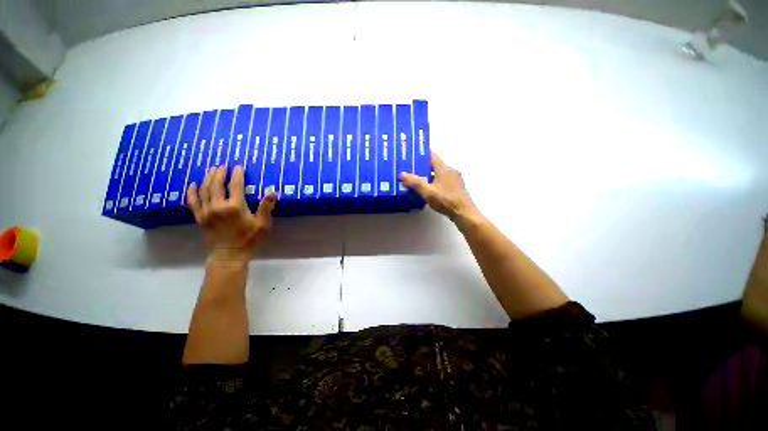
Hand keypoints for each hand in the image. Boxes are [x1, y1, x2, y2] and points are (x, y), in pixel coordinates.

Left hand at [187, 165, 276, 262]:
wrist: (230, 255)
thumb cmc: (249, 239)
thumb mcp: (262, 224)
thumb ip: (266, 207)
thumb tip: (273, 192)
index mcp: (234, 206)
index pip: (235, 185)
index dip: (237, 174)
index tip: (239, 166)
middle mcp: (218, 206)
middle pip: (216, 184)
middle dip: (220, 173)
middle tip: (223, 165)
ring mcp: (206, 211)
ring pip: (204, 190)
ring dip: (208, 178)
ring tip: (212, 170)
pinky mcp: (200, 217)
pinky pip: (192, 202)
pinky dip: (192, 192)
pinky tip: (193, 185)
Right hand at [401, 151, 479, 224]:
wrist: (464, 213)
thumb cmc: (446, 200)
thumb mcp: (428, 192)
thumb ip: (415, 182)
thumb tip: (403, 173)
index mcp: (444, 168)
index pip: (432, 156)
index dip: (421, 154)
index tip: (411, 155)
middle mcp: (450, 171)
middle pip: (434, 165)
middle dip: (422, 167)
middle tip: (409, 170)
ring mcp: (454, 180)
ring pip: (438, 174)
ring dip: (427, 176)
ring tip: (415, 180)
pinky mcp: (455, 188)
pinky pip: (442, 181)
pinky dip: (433, 183)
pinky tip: (427, 190)